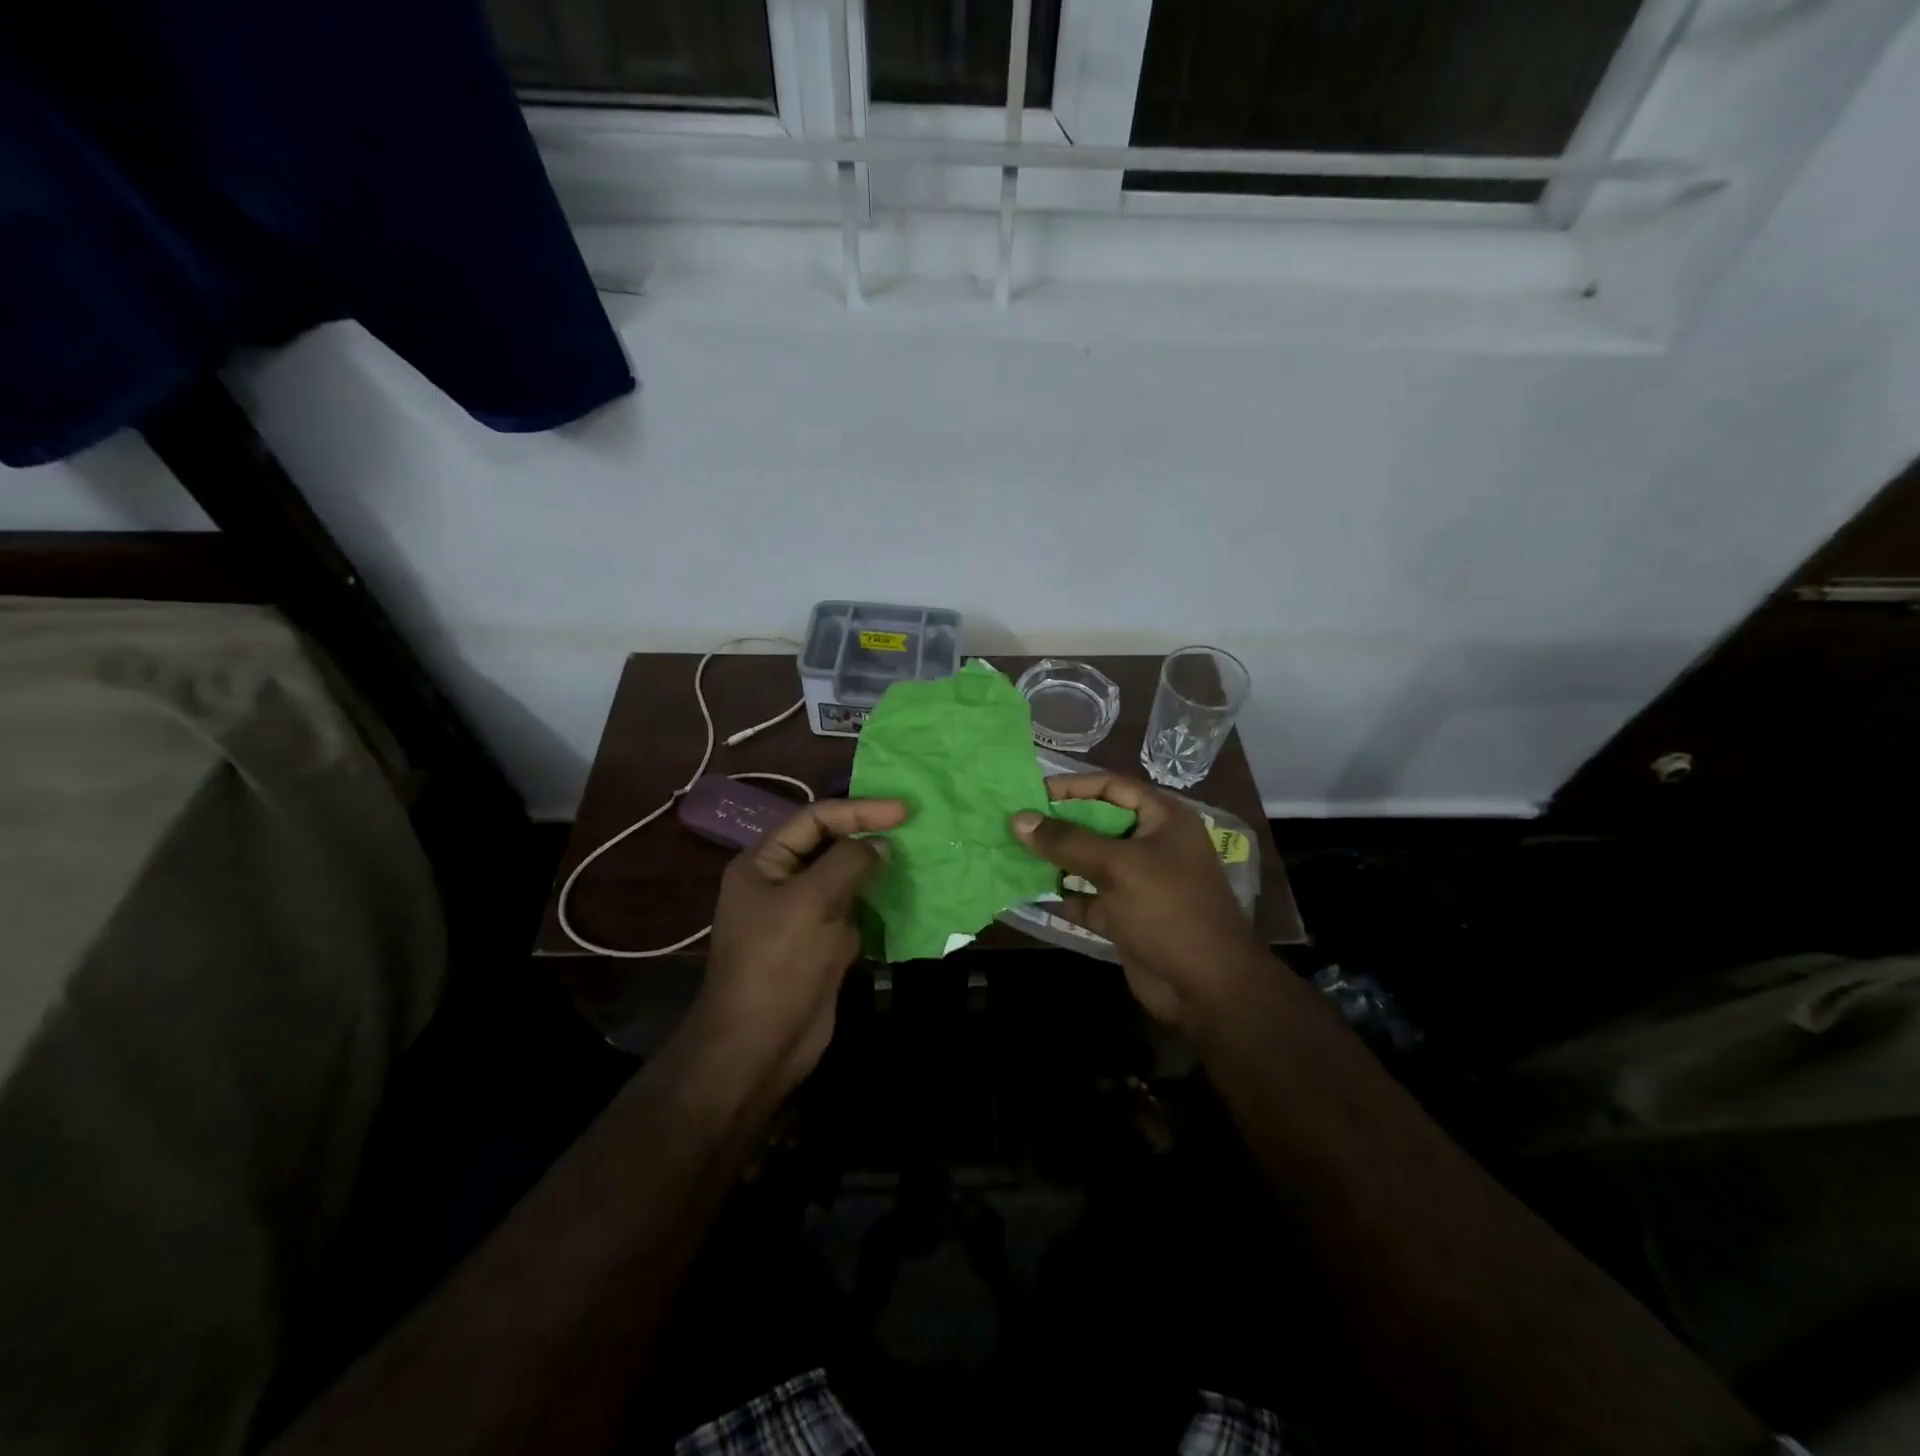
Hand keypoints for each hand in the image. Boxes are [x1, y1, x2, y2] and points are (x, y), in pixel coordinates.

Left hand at [702, 797, 905, 1092]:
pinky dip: (877, 901)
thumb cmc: (778, 963)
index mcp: (764, 862)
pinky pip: (853, 910)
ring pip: (844, 878)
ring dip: (876, 869)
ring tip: (916, 856)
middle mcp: (781, 882)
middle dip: (868, 835)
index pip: (814, 819)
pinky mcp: (821, 943)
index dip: (858, 810)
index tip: (902, 811)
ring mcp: (802, 914)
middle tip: (913, 829)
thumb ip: (848, 862)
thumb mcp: (811, 901)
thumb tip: (880, 844)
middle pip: (829, 845)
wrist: (759, 1045)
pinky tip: (904, 895)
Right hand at [1011, 773, 1263, 1027]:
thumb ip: (1067, 841)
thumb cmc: (1169, 910)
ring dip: (1055, 859)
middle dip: (1057, 824)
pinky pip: (1088, 898)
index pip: (1111, 787)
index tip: (1030, 792)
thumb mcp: (1118, 866)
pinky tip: (1029, 891)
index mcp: (1163, 819)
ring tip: (1013, 852)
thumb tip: (1018, 819)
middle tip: (1014, 823)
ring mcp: (1139, 882)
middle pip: (1097, 823)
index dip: (1071, 786)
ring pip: (1089, 862)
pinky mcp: (1126, 916)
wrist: (1207, 988)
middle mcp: (1151, 844)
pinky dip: (1063, 895)